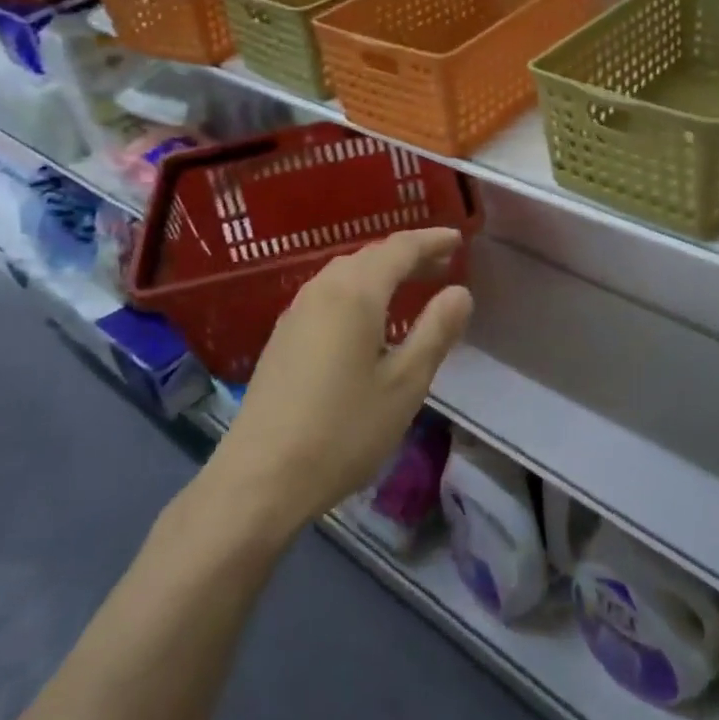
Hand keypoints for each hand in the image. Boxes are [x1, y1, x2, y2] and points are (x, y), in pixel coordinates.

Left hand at [203, 228, 474, 539]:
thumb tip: (460, 292)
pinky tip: (367, 317)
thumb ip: (435, 332)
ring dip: (382, 271)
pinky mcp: (283, 334)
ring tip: (410, 285)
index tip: (458, 239)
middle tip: (443, 264)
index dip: (432, 241)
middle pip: (372, 255)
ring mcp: (298, 309)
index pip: (400, 249)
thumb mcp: (404, 386)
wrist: (258, 479)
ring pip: (348, 272)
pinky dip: (359, 289)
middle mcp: (324, 288)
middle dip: (409, 255)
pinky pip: (330, 292)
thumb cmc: (341, 432)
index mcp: (356, 292)